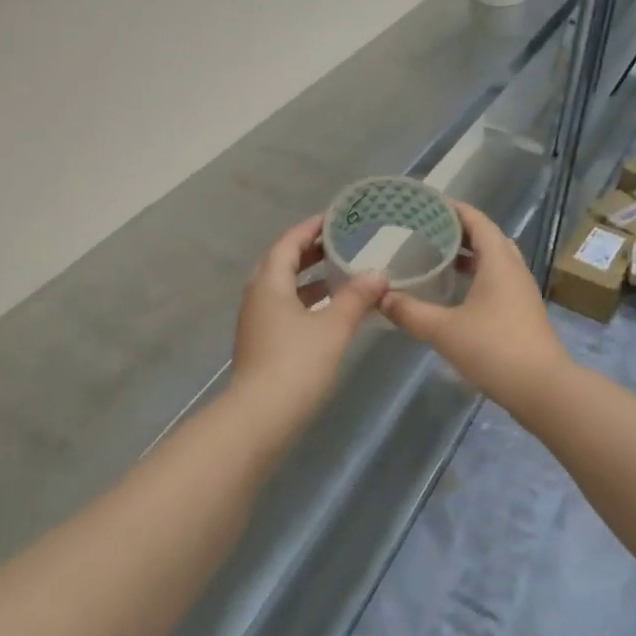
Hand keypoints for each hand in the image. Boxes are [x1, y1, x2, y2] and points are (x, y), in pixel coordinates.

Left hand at [230, 216, 387, 422]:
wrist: (260, 418)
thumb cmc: (296, 364)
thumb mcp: (333, 327)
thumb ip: (357, 297)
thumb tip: (379, 273)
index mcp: (269, 283)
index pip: (288, 242)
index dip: (311, 228)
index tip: (335, 218)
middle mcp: (257, 296)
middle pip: (283, 263)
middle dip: (311, 252)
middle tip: (342, 243)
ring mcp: (256, 322)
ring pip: (284, 289)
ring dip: (310, 279)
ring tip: (341, 275)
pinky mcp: (262, 344)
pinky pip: (285, 309)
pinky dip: (307, 302)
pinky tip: (330, 313)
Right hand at [379, 202, 573, 410]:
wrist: (543, 389)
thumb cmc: (494, 349)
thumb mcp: (444, 330)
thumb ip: (410, 312)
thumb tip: (381, 297)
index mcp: (498, 261)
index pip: (477, 220)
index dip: (453, 208)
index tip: (426, 203)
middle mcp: (513, 269)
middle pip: (487, 237)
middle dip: (458, 229)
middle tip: (427, 229)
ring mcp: (521, 291)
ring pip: (494, 259)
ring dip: (468, 254)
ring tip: (436, 255)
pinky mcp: (521, 311)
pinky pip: (497, 279)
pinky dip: (476, 275)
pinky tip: (454, 291)